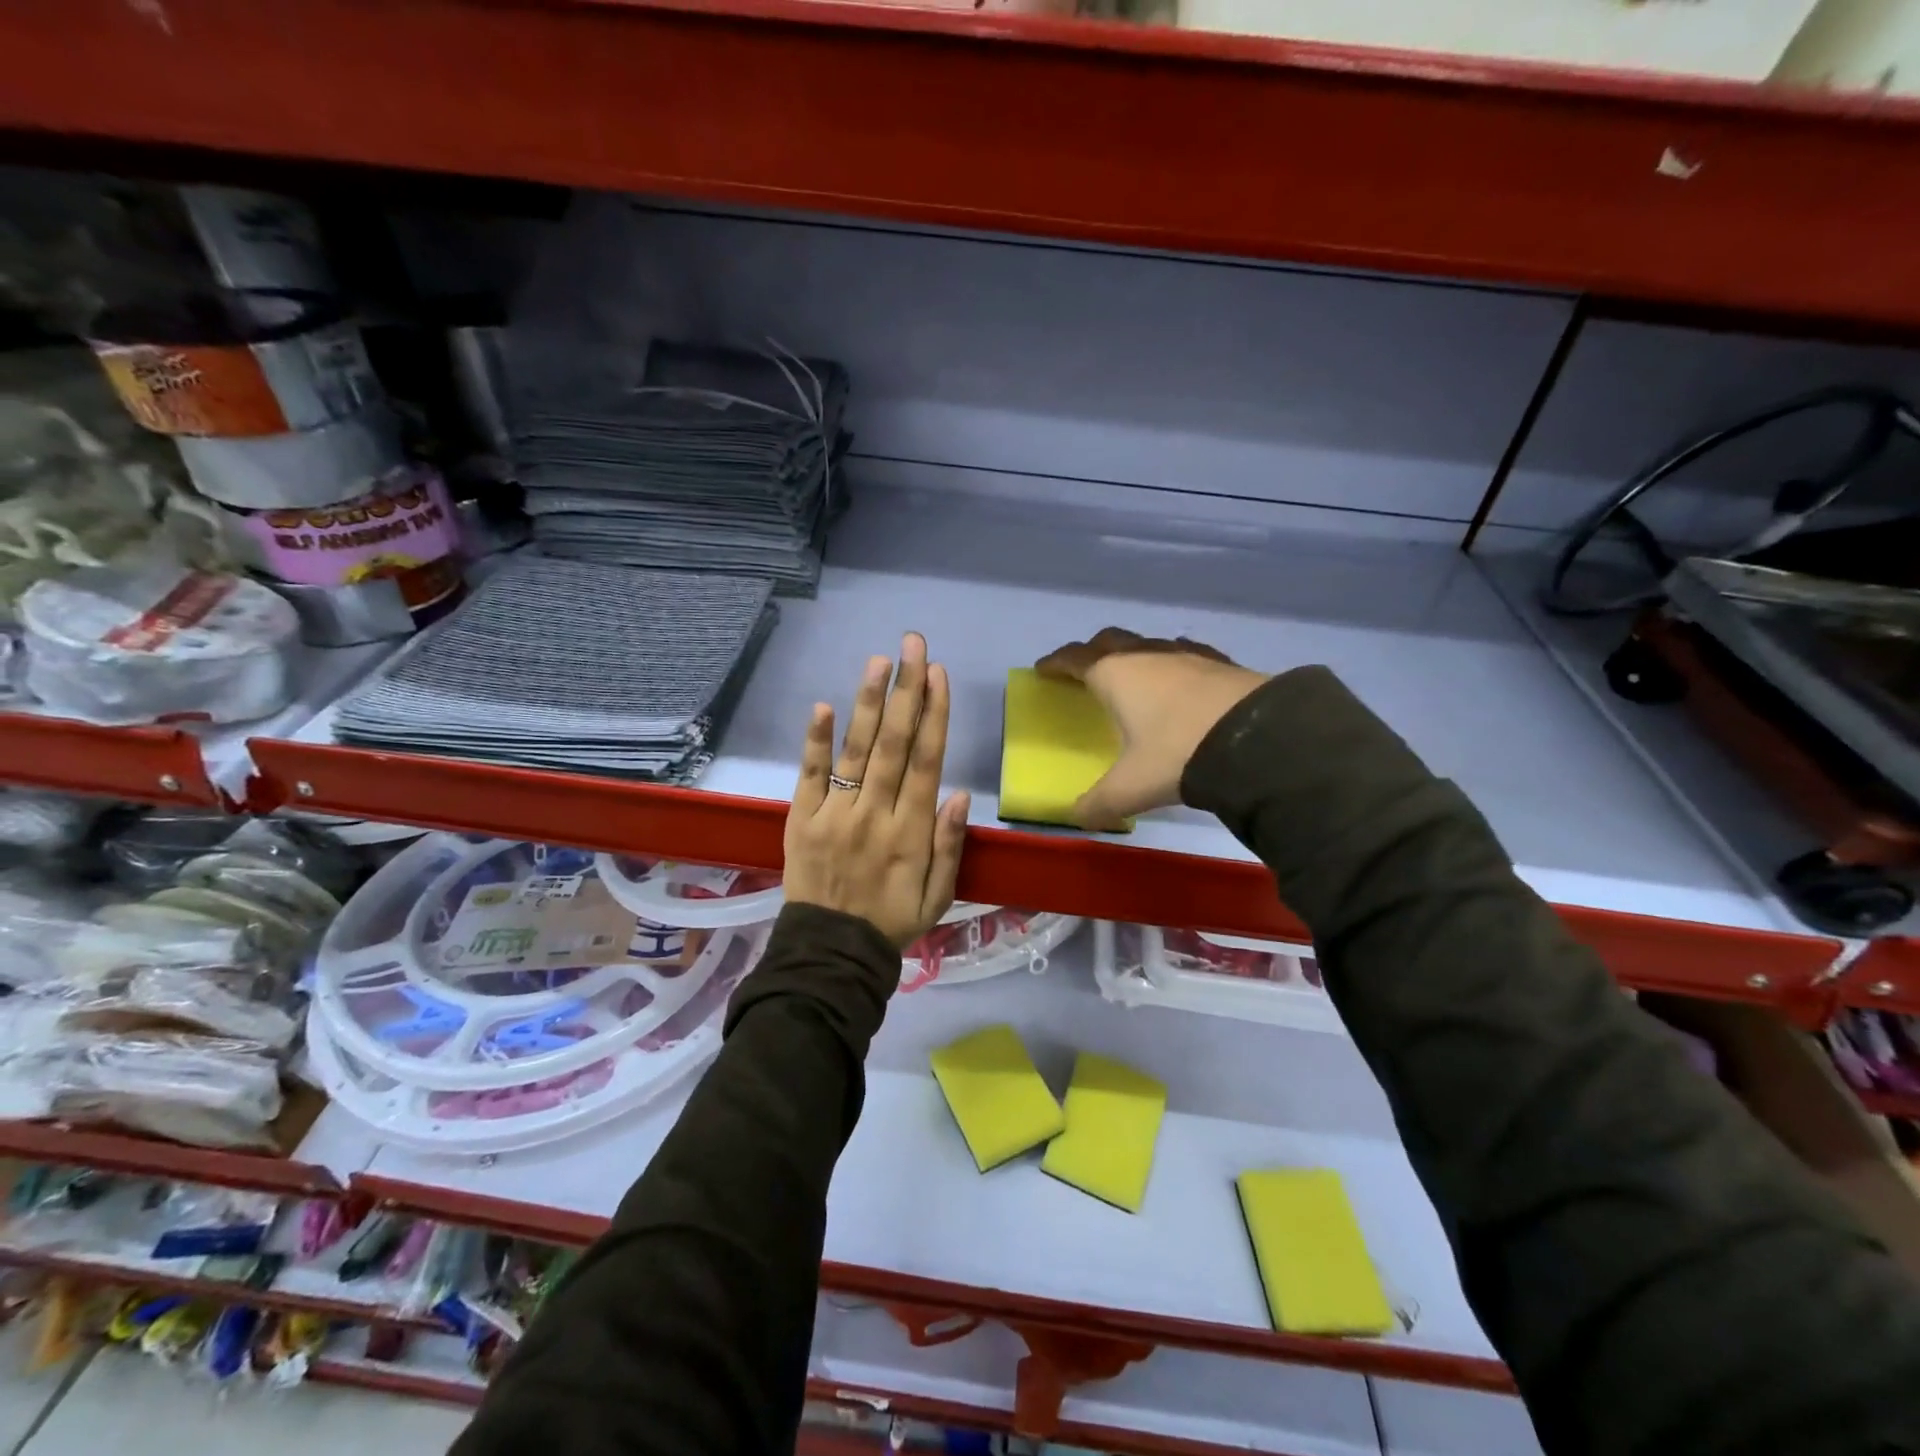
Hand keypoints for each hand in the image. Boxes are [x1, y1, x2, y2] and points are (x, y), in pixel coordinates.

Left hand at [784, 632, 971, 948]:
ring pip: (856, 750)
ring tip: (880, 662)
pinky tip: (823, 706)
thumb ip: (949, 845)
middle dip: (906, 690)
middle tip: (913, 645)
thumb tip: (959, 793)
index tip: (938, 674)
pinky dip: (815, 741)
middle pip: (894, 743)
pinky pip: (809, 775)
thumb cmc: (892, 921)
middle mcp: (874, 813)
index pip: (926, 761)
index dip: (934, 714)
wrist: (830, 953)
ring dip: (869, 703)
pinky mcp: (801, 819)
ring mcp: (834, 813)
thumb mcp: (939, 896)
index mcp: (910, 831)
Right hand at [1035, 627, 1267, 830]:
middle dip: (1091, 652)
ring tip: (1132, 677)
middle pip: (1109, 640)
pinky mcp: (1220, 662)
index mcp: (1115, 675)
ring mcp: (1186, 654)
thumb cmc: (1178, 754)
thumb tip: (1079, 818)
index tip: (1043, 669)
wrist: (1258, 738)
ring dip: (1133, 655)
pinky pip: (1184, 654)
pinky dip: (1171, 663)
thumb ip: (1099, 804)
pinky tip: (1180, 681)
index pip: (1074, 658)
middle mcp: (1147, 655)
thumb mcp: (1130, 787)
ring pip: (1148, 644)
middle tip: (1084, 670)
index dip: (1056, 663)